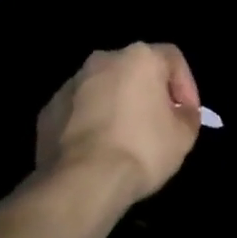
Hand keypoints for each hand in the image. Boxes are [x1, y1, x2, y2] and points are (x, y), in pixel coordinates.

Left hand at [36, 43, 201, 203]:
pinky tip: (97, 150)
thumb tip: (181, 112)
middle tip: (158, 124)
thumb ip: (187, 116)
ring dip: (117, 106)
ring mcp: (71, 83)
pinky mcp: (49, 109)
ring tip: (125, 140)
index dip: (186, 85)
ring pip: (103, 88)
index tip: (187, 114)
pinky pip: (78, 109)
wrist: (82, 180)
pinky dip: (90, 122)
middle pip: (134, 70)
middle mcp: (102, 60)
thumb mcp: (183, 137)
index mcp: (138, 57)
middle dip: (148, 93)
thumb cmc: (141, 150)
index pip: (172, 58)